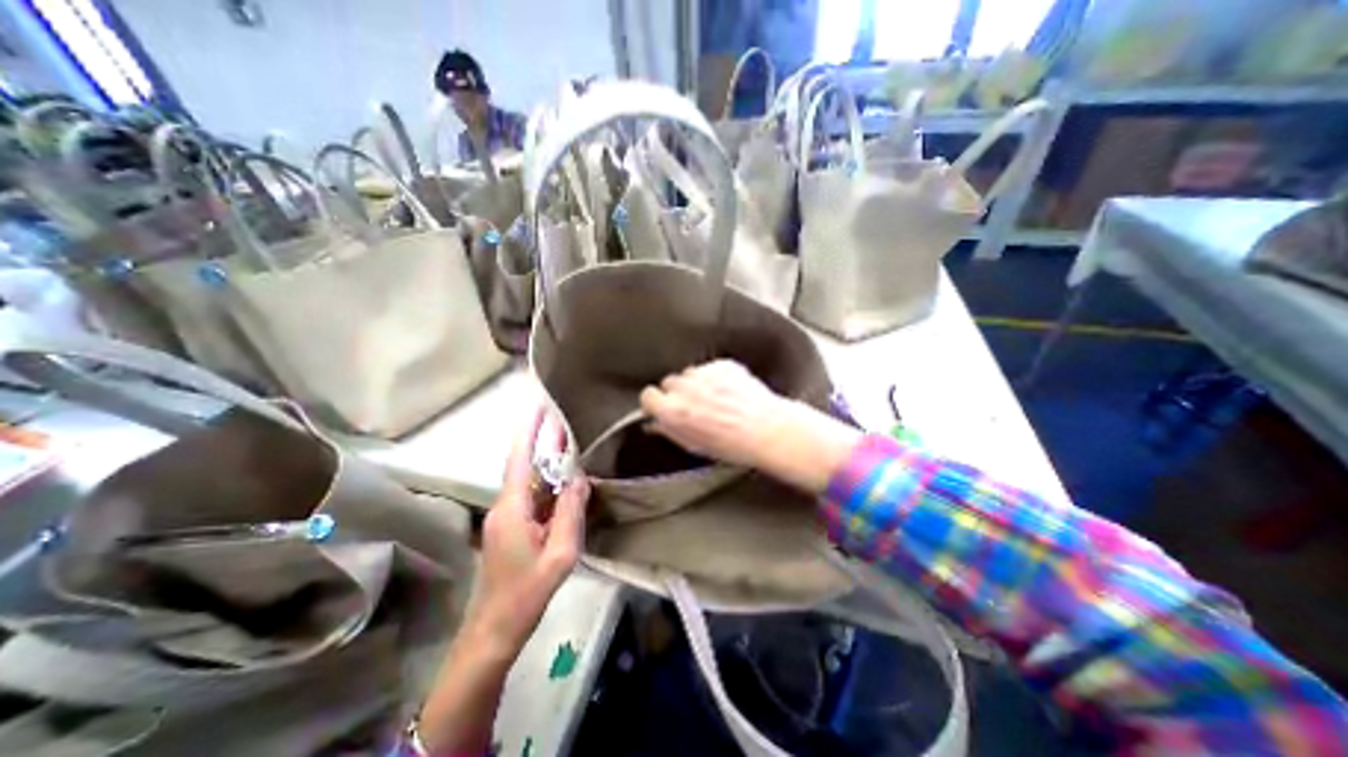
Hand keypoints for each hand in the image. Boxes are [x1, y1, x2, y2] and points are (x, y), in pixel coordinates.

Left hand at [467, 404, 586, 659]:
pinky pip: (533, 497)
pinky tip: (566, 481)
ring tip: (571, 443)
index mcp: (512, 508)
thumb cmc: (527, 593)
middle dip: (544, 441)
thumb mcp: (560, 553)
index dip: (529, 430)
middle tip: (566, 419)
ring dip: (548, 462)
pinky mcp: (512, 527)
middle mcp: (505, 506)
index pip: (519, 458)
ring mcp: (506, 517)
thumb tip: (580, 478)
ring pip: (530, 481)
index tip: (539, 404)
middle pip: (526, 465)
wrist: (495, 630)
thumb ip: (570, 512)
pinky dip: (549, 484)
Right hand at [638, 360, 857, 497]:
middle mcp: (685, 388)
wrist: (768, 430)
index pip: (648, 396)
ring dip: (696, 383)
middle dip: (677, 392)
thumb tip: (655, 424)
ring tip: (715, 399)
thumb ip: (669, 431)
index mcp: (673, 411)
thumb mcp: (694, 446)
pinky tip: (729, 392)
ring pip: (689, 374)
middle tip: (693, 406)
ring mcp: (704, 373)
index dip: (656, 402)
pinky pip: (710, 368)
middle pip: (669, 382)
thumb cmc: (734, 446)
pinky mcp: (722, 365)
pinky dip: (715, 377)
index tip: (662, 406)